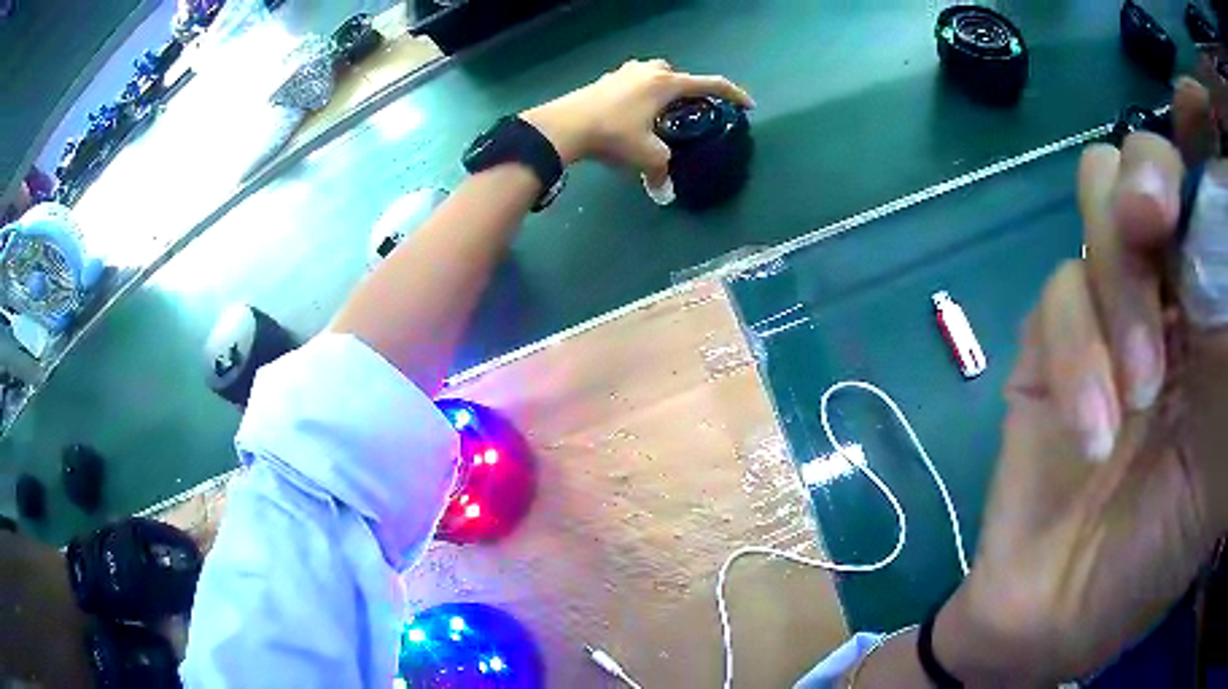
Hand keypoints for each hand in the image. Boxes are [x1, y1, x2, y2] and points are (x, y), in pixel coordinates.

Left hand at [520, 59, 752, 185]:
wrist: (563, 126)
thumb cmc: (614, 135)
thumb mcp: (647, 157)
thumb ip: (662, 172)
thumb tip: (665, 193)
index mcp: (667, 83)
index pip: (711, 84)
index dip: (734, 94)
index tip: (748, 106)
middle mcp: (649, 70)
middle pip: (680, 76)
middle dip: (690, 92)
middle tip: (691, 114)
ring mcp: (624, 72)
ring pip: (654, 76)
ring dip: (663, 91)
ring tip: (661, 116)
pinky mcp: (605, 80)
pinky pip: (634, 83)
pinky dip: (641, 95)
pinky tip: (633, 116)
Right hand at [933, 78, 1227, 684]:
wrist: (1064, 606)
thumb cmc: (1164, 550)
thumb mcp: (1220, 467)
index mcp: (1205, 308)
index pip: (1188, 192)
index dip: (1177, 174)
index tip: (1176, 209)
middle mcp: (1158, 290)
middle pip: (1130, 169)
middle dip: (1137, 196)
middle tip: (1147, 232)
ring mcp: (1099, 313)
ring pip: (1091, 215)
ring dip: (1116, 294)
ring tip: (1136, 398)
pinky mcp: (1048, 346)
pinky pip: (1054, 299)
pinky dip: (1075, 360)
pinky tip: (1093, 435)